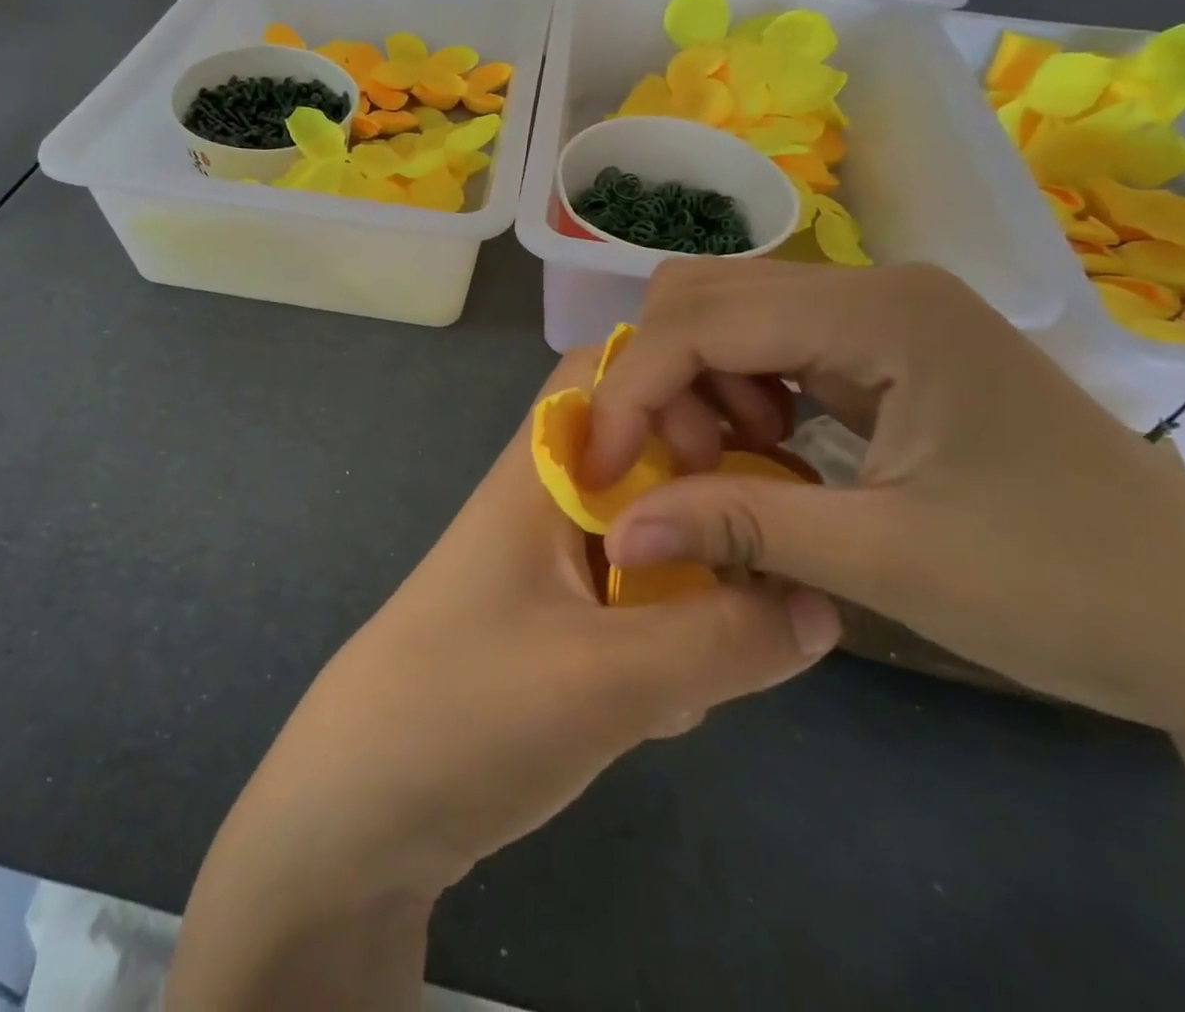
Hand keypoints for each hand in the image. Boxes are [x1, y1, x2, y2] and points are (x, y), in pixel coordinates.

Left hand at [198, 349, 838, 906]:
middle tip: (760, 562)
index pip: (607, 372)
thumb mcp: (611, 677)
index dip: (678, 381)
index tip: (751, 438)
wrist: (359, 812)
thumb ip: (725, 636)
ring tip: (713, 659)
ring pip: (651, 535)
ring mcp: (548, 566)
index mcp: (541, 472)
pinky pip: (635, 601)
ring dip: (695, 585)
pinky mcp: (554, 625)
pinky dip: (667, 636)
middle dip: (710, 501)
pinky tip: (668, 708)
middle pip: (645, 455)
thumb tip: (826, 604)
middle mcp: (545, 502)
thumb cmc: (468, 712)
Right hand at [585, 259, 1184, 731]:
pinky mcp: (882, 348)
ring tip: (726, 466)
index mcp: (879, 312)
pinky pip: (767, 346)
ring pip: (728, 315)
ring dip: (695, 386)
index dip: (632, 390)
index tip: (598, 468)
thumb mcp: (885, 559)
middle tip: (681, 467)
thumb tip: (616, 530)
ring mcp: (878, 314)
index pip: (701, 320)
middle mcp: (871, 287)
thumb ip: (736, 525)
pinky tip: (763, 449)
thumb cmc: (1064, 587)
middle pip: (703, 295)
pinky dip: (734, 393)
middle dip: (662, 379)